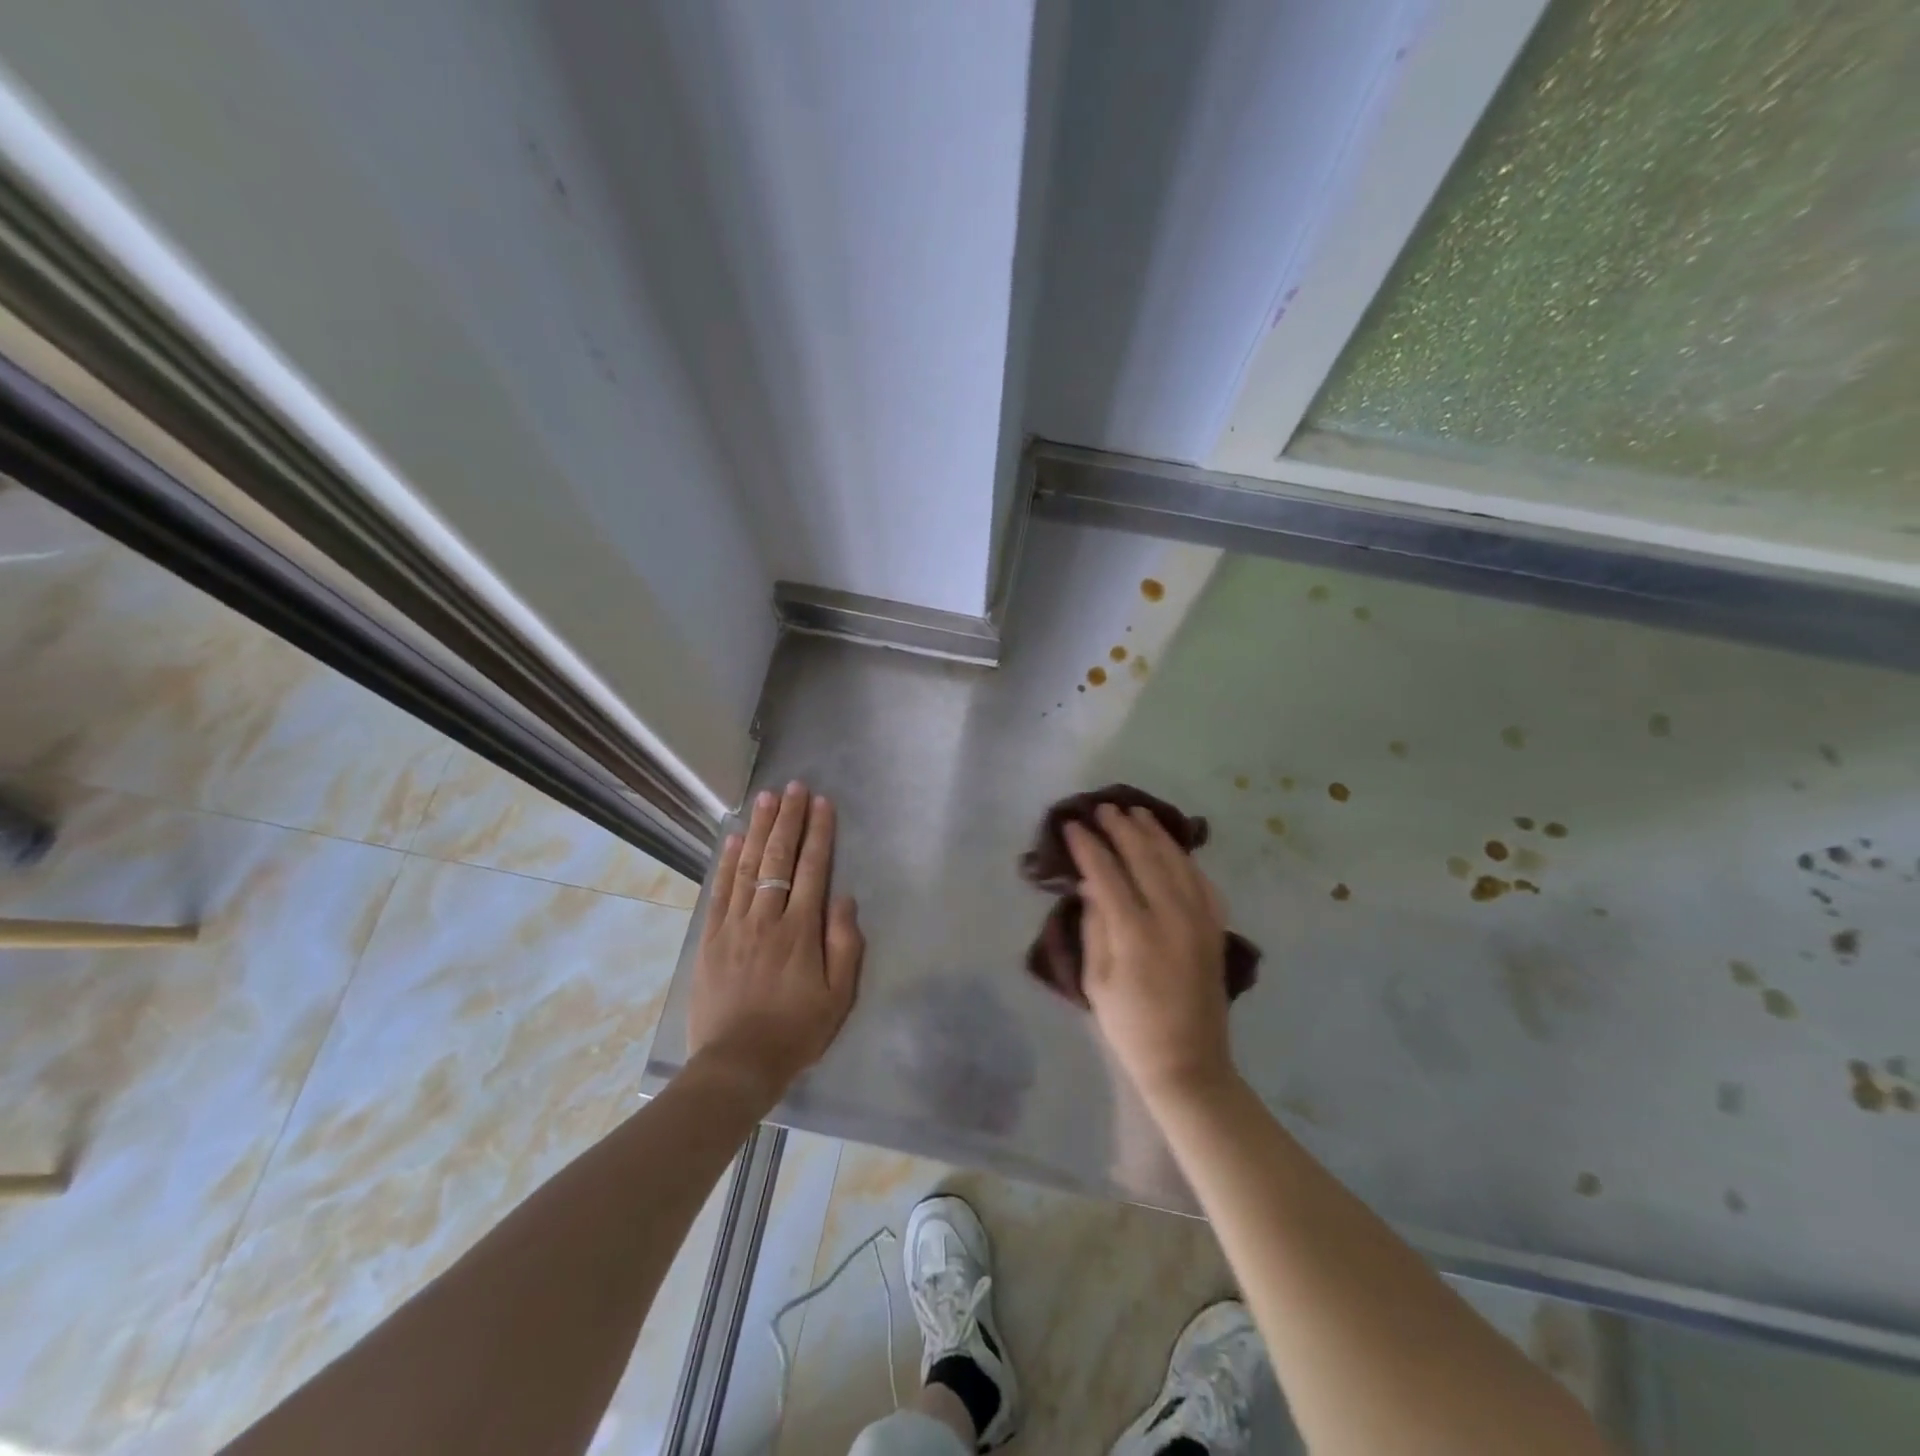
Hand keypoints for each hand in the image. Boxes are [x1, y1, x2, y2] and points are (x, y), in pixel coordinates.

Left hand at [688, 781, 863, 1102]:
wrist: (737, 1064)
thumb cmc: (796, 1032)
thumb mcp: (838, 996)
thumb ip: (845, 944)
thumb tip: (844, 898)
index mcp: (801, 931)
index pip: (813, 869)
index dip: (818, 833)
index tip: (822, 802)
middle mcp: (768, 918)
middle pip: (779, 859)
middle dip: (789, 820)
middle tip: (794, 787)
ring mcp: (735, 926)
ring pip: (748, 867)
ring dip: (759, 829)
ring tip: (766, 798)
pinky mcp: (711, 938)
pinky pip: (720, 891)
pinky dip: (727, 862)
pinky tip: (734, 839)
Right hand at [1066, 805, 1233, 1104]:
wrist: (1188, 1063)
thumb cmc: (1130, 1026)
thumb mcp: (1096, 979)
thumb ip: (1095, 925)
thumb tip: (1091, 883)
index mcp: (1135, 932)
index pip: (1107, 872)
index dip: (1087, 846)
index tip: (1071, 825)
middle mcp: (1172, 917)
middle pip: (1144, 857)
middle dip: (1120, 828)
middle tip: (1101, 808)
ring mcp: (1200, 920)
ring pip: (1176, 861)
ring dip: (1154, 833)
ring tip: (1135, 813)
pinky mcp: (1215, 928)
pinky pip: (1201, 880)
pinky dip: (1184, 857)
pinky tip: (1171, 846)